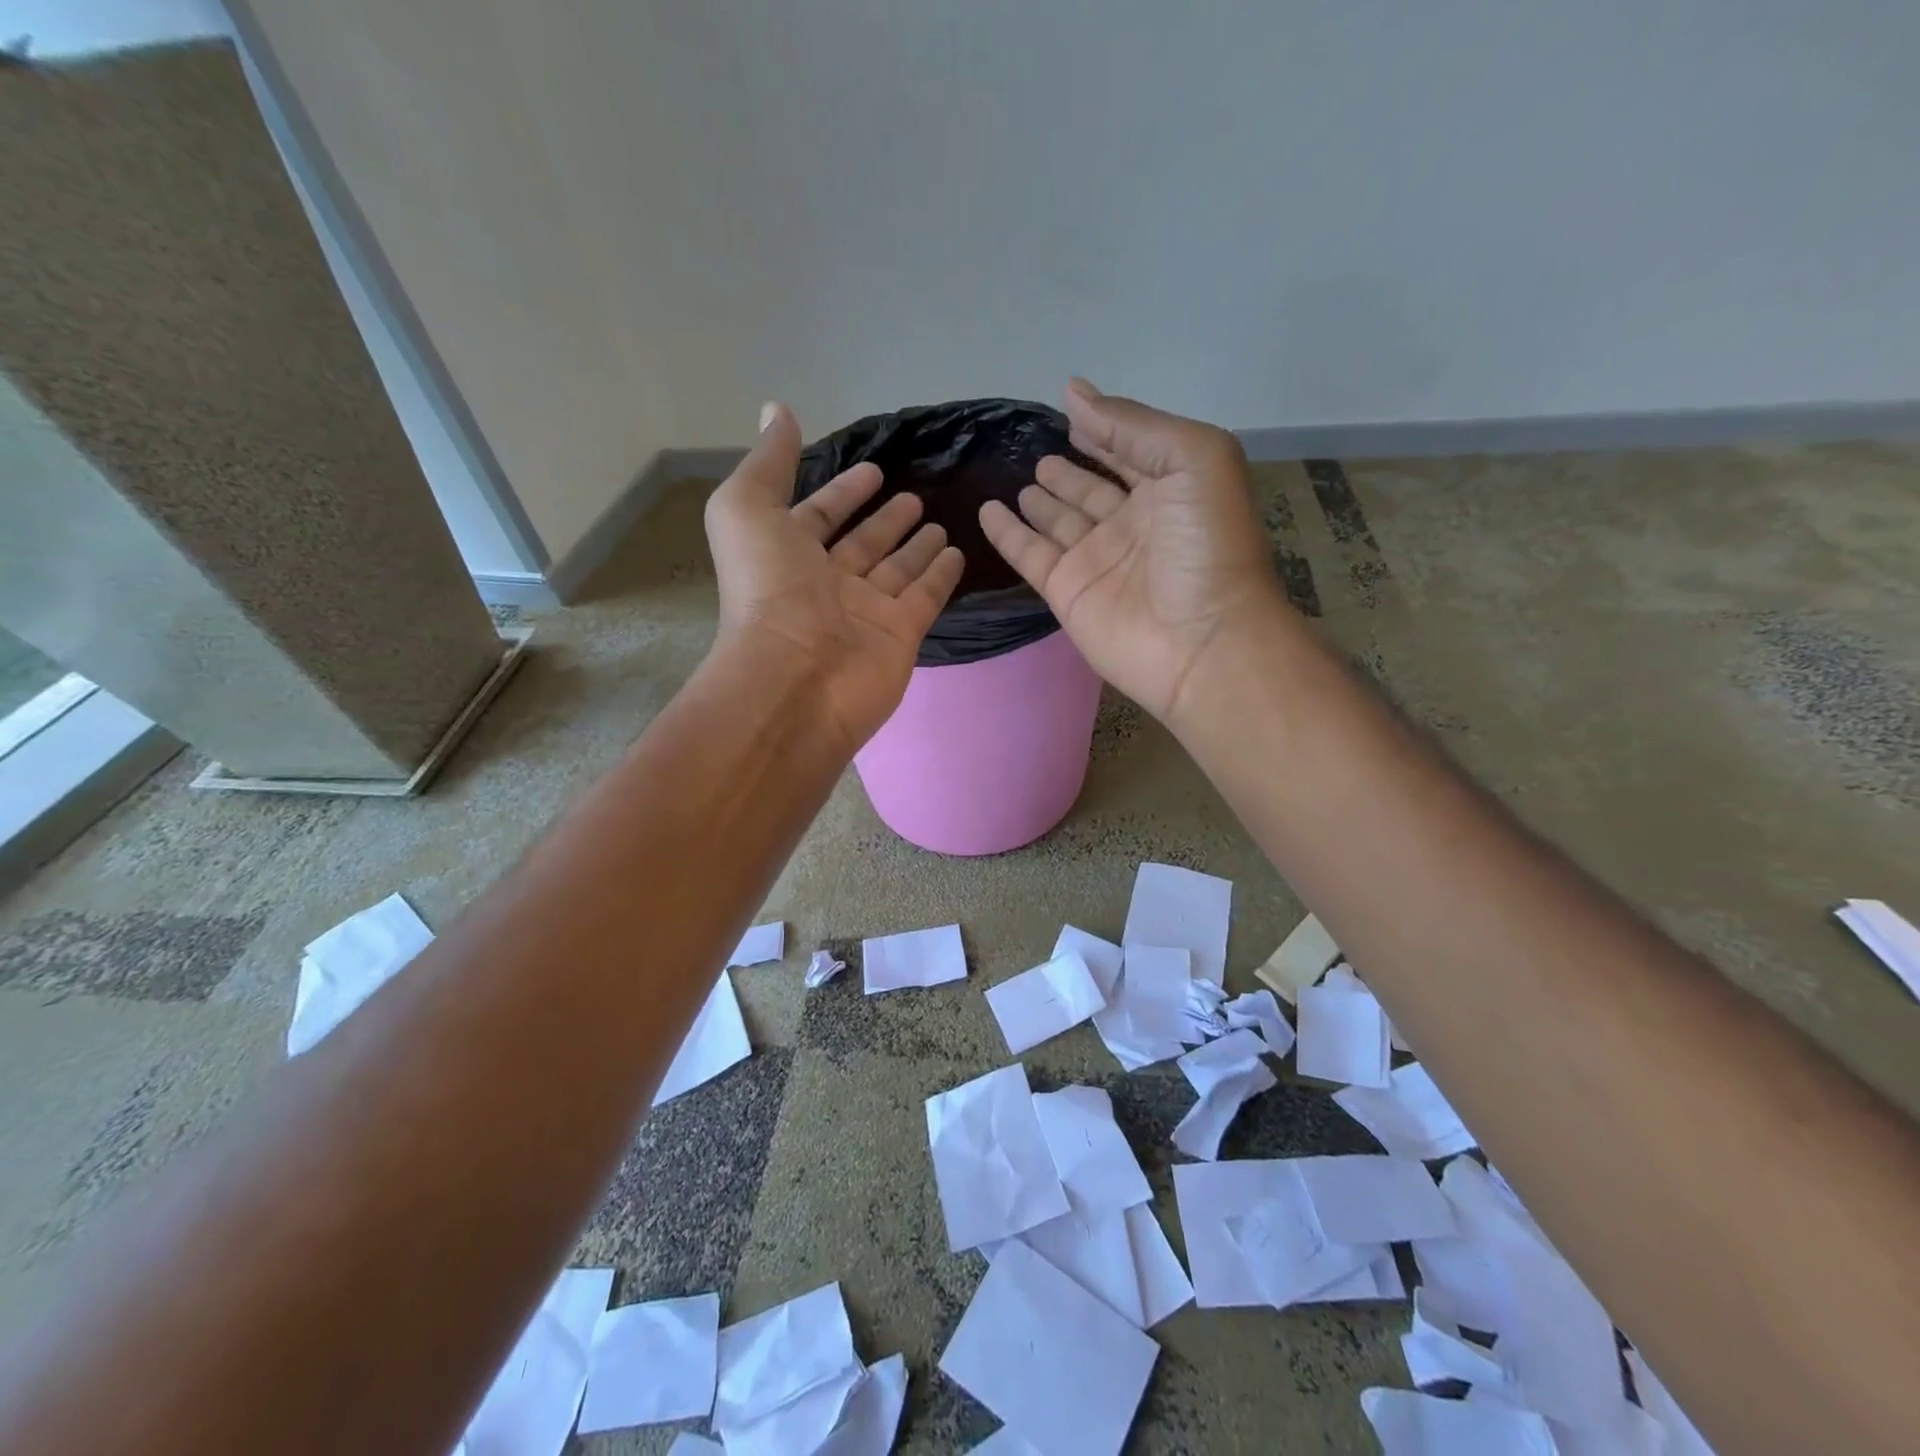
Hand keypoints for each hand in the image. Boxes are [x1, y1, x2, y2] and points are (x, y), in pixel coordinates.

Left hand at [705, 402, 964, 751]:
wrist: (797, 675)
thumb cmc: (768, 589)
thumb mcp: (747, 510)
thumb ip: (768, 461)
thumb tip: (776, 408)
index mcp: (787, 555)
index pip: (818, 516)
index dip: (842, 492)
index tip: (872, 469)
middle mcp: (827, 583)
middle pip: (862, 545)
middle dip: (885, 520)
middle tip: (913, 496)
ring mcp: (866, 611)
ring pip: (896, 570)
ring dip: (915, 546)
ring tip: (940, 521)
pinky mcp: (901, 633)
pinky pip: (925, 597)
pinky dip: (940, 575)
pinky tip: (957, 552)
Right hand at [979, 379, 1283, 723]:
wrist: (1200, 640)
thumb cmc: (1207, 544)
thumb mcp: (1191, 458)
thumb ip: (1131, 426)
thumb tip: (1074, 392)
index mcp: (1171, 489)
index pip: (1131, 452)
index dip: (1106, 433)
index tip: (1073, 411)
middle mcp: (1133, 523)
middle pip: (1092, 491)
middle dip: (1070, 473)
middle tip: (1040, 454)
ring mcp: (1097, 559)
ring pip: (1060, 522)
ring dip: (1042, 502)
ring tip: (1022, 481)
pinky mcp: (1067, 591)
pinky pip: (1030, 554)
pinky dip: (1008, 534)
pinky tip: (989, 511)